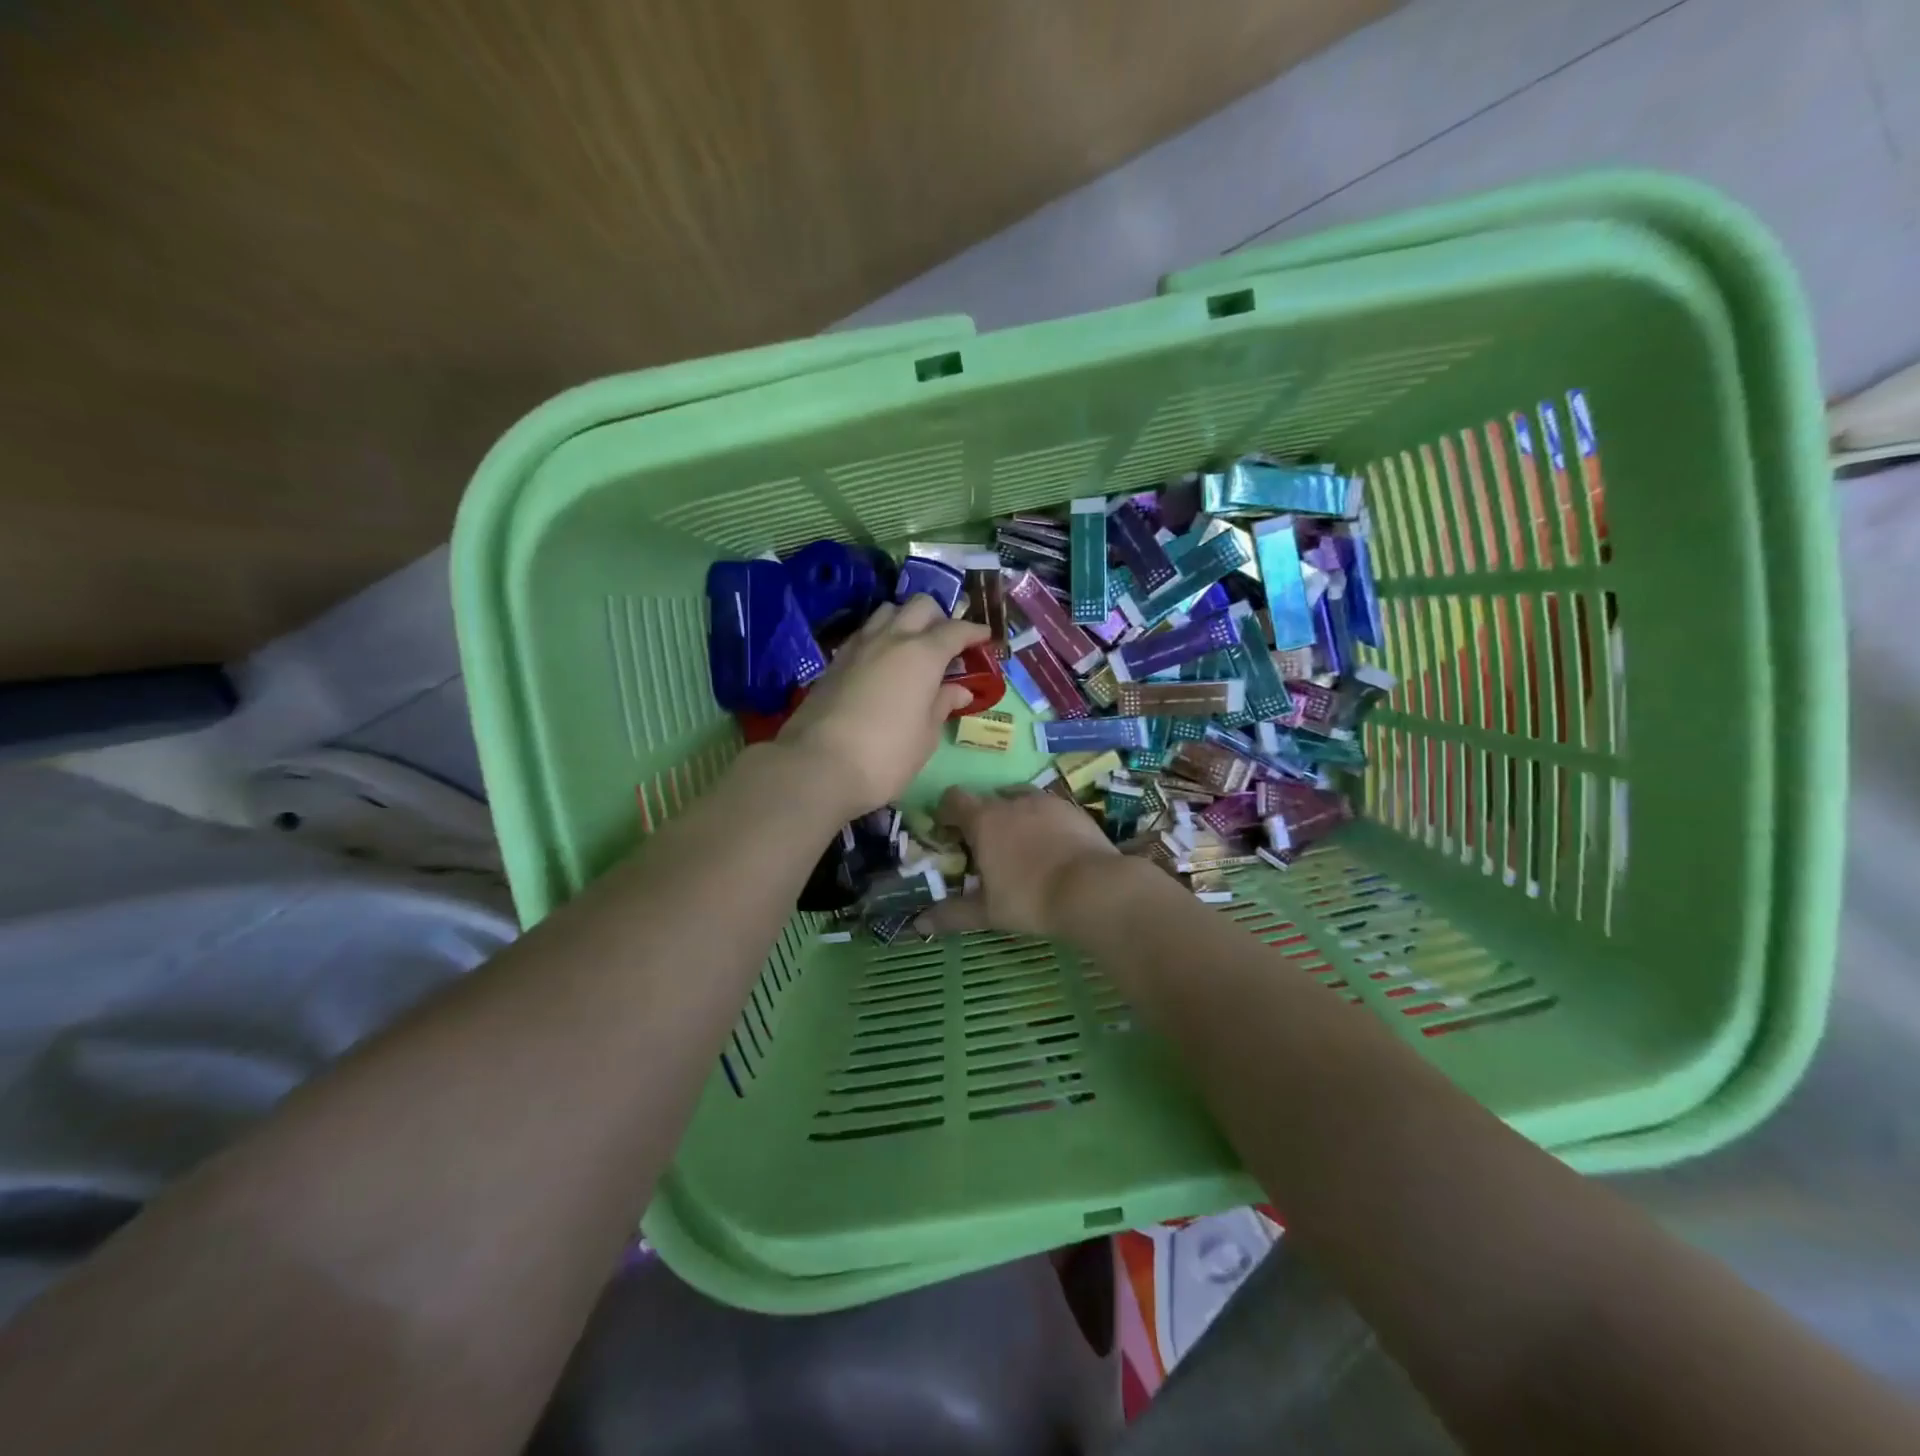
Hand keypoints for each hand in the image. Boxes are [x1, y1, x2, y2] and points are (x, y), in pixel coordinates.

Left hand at [775, 596, 989, 817]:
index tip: (985, 638)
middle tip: (948, 642)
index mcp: (923, 654)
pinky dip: (881, 636)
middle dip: (939, 617)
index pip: (955, 630)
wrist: (817, 765)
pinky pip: (865, 632)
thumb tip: (959, 690)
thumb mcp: (925, 736)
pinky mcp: (835, 660)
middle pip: (920, 605)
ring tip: (913, 646)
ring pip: (888, 611)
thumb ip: (942, 705)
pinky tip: (883, 661)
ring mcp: (859, 646)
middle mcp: (891, 638)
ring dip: (906, 620)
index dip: (973, 632)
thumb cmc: (886, 756)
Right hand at [917, 785, 1125, 939]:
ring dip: (1014, 814)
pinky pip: (1049, 808)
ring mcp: (1046, 802)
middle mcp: (1012, 801)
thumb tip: (918, 923)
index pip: (953, 799)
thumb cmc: (1030, 899)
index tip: (947, 833)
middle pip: (987, 798)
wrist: (1093, 889)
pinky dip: (1043, 821)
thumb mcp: (988, 912)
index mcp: (984, 820)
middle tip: (985, 848)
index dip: (946, 812)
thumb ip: (952, 914)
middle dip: (982, 818)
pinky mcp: (1073, 809)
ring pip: (1020, 798)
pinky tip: (1052, 847)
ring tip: (1020, 845)